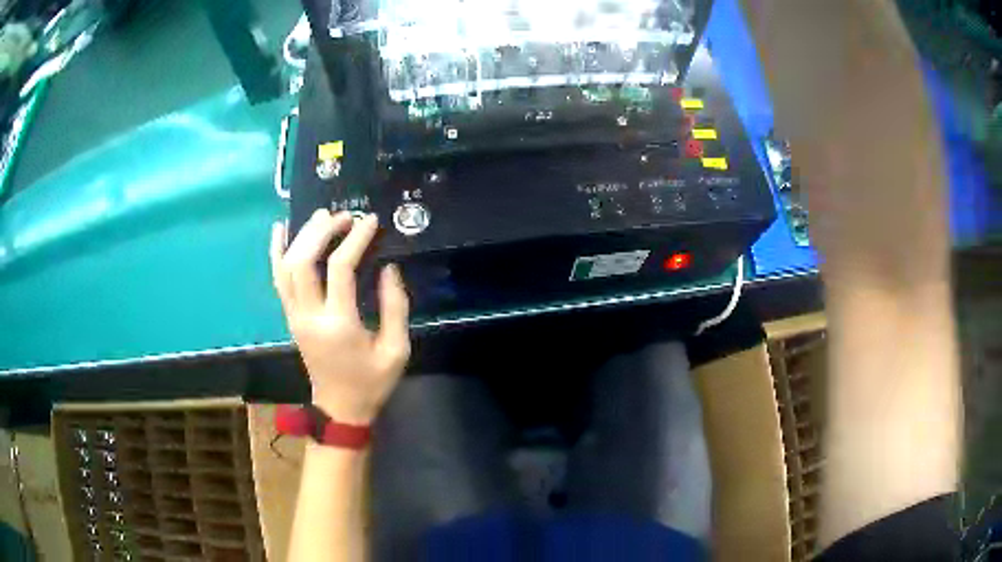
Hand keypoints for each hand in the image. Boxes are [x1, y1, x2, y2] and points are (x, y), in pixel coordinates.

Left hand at [270, 209, 410, 424]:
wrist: (340, 408)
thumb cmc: (371, 382)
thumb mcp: (396, 350)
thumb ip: (395, 306)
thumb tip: (388, 267)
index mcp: (338, 324)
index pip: (340, 268)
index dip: (356, 238)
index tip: (370, 221)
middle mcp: (309, 315)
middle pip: (303, 260)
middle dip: (322, 230)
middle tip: (344, 216)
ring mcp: (294, 315)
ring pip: (286, 266)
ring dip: (302, 236)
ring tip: (322, 216)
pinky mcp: (290, 316)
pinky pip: (277, 278)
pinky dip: (276, 251)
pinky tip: (280, 229)